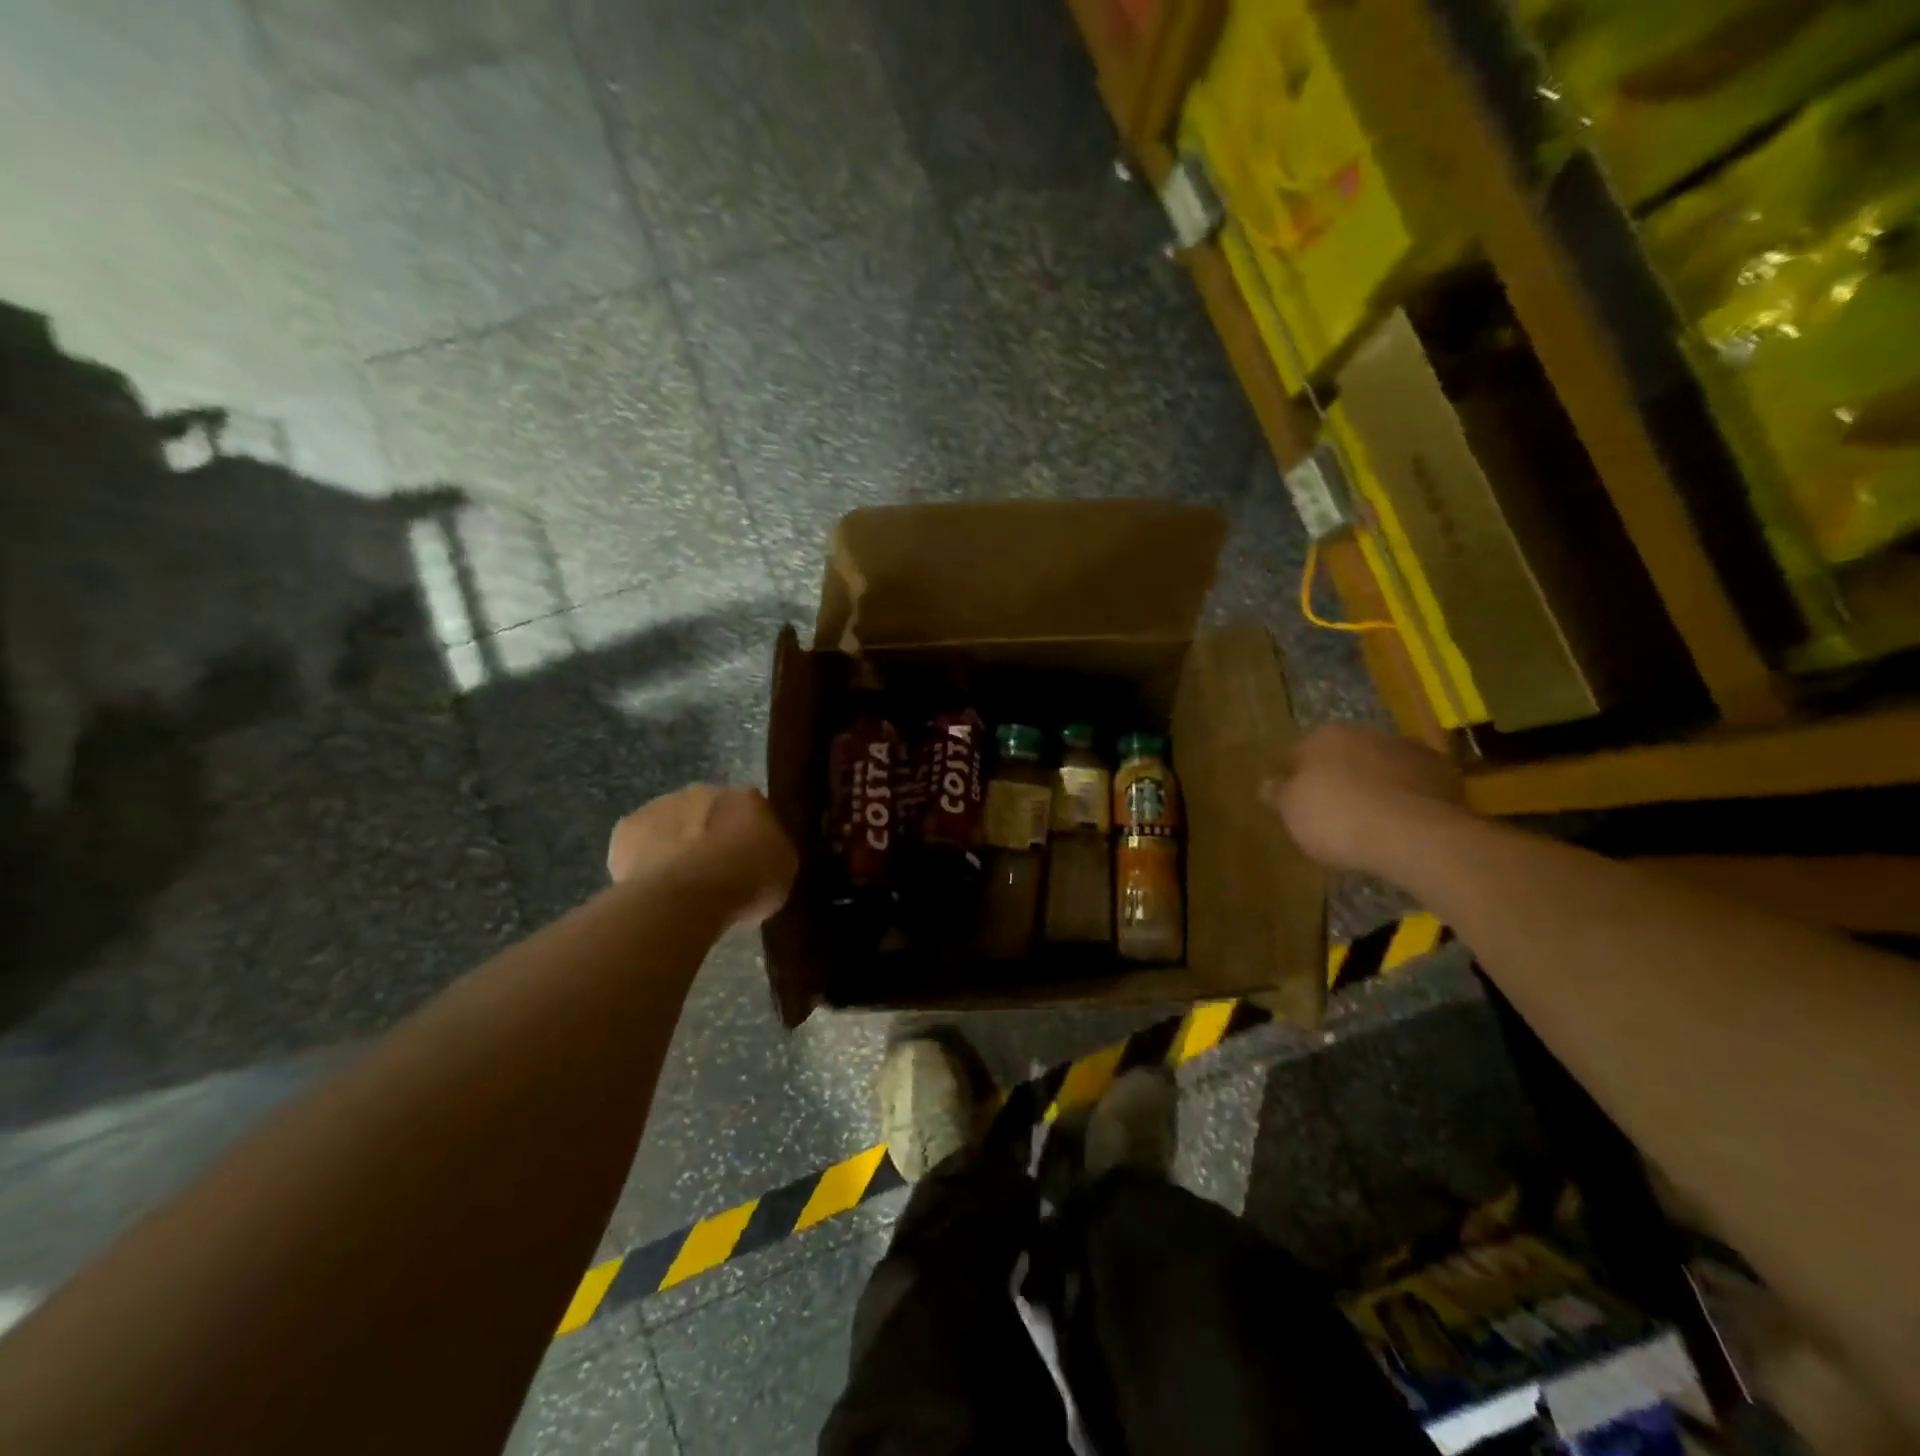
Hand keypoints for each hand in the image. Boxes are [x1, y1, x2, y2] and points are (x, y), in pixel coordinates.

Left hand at [608, 785, 797, 928]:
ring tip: (680, 885)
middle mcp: (705, 790)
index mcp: (748, 798)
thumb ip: (772, 852)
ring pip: (672, 824)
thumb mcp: (783, 870)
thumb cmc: (747, 881)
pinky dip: (644, 859)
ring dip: (676, 844)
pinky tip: (653, 886)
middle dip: (711, 835)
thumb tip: (763, 852)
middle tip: (714, 873)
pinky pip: (640, 844)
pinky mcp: (627, 827)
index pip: (753, 811)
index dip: (750, 838)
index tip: (748, 864)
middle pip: (709, 812)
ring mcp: (662, 805)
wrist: (688, 895)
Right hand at [1262, 724, 1467, 874]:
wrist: (1416, 835)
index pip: (1297, 755)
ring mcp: (1408, 751)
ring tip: (1370, 821)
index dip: (1293, 780)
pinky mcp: (1443, 774)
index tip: (1294, 804)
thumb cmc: (1338, 819)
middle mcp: (1365, 733)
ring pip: (1380, 767)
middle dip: (1337, 779)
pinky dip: (1405, 799)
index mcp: (1323, 737)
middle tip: (1332, 813)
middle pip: (1341, 757)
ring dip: (1374, 786)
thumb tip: (1266, 783)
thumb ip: (1277, 793)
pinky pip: (1413, 786)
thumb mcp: (1291, 812)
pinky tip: (1401, 824)